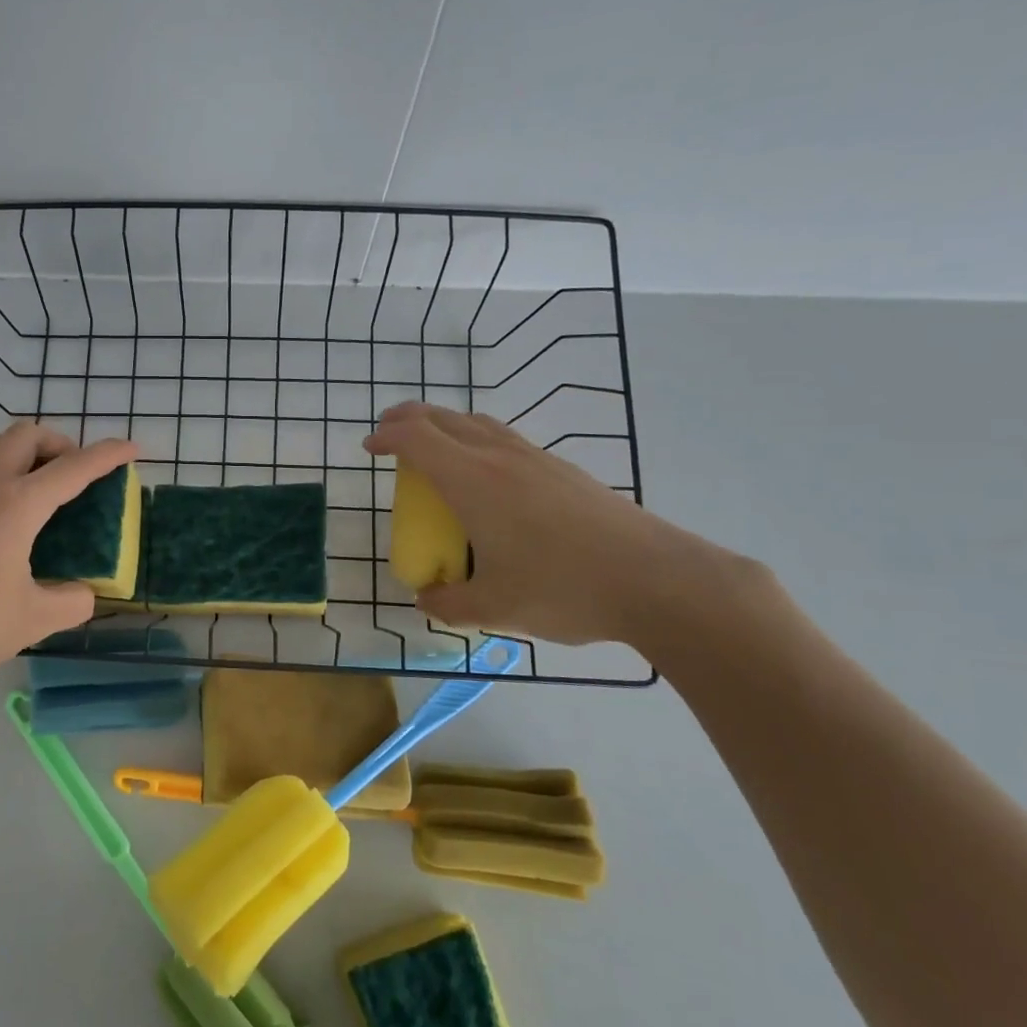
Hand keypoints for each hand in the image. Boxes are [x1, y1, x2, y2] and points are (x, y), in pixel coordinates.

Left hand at [0, 423, 139, 704]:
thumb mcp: (37, 620)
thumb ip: (73, 602)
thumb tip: (83, 593)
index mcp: (19, 506)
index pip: (74, 469)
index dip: (108, 456)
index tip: (133, 449)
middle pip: (25, 436)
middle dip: (59, 443)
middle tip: (74, 472)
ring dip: (14, 445)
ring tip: (29, 471)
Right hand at [365, 403, 738, 647]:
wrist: (658, 579)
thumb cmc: (563, 587)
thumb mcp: (493, 607)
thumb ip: (449, 603)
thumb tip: (427, 599)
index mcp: (473, 481)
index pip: (416, 439)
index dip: (386, 437)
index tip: (369, 449)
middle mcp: (500, 457)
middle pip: (444, 418)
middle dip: (408, 419)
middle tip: (389, 434)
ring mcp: (536, 459)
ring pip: (479, 423)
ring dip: (445, 425)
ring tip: (433, 447)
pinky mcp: (564, 470)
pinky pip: (505, 439)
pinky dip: (477, 440)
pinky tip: (486, 474)